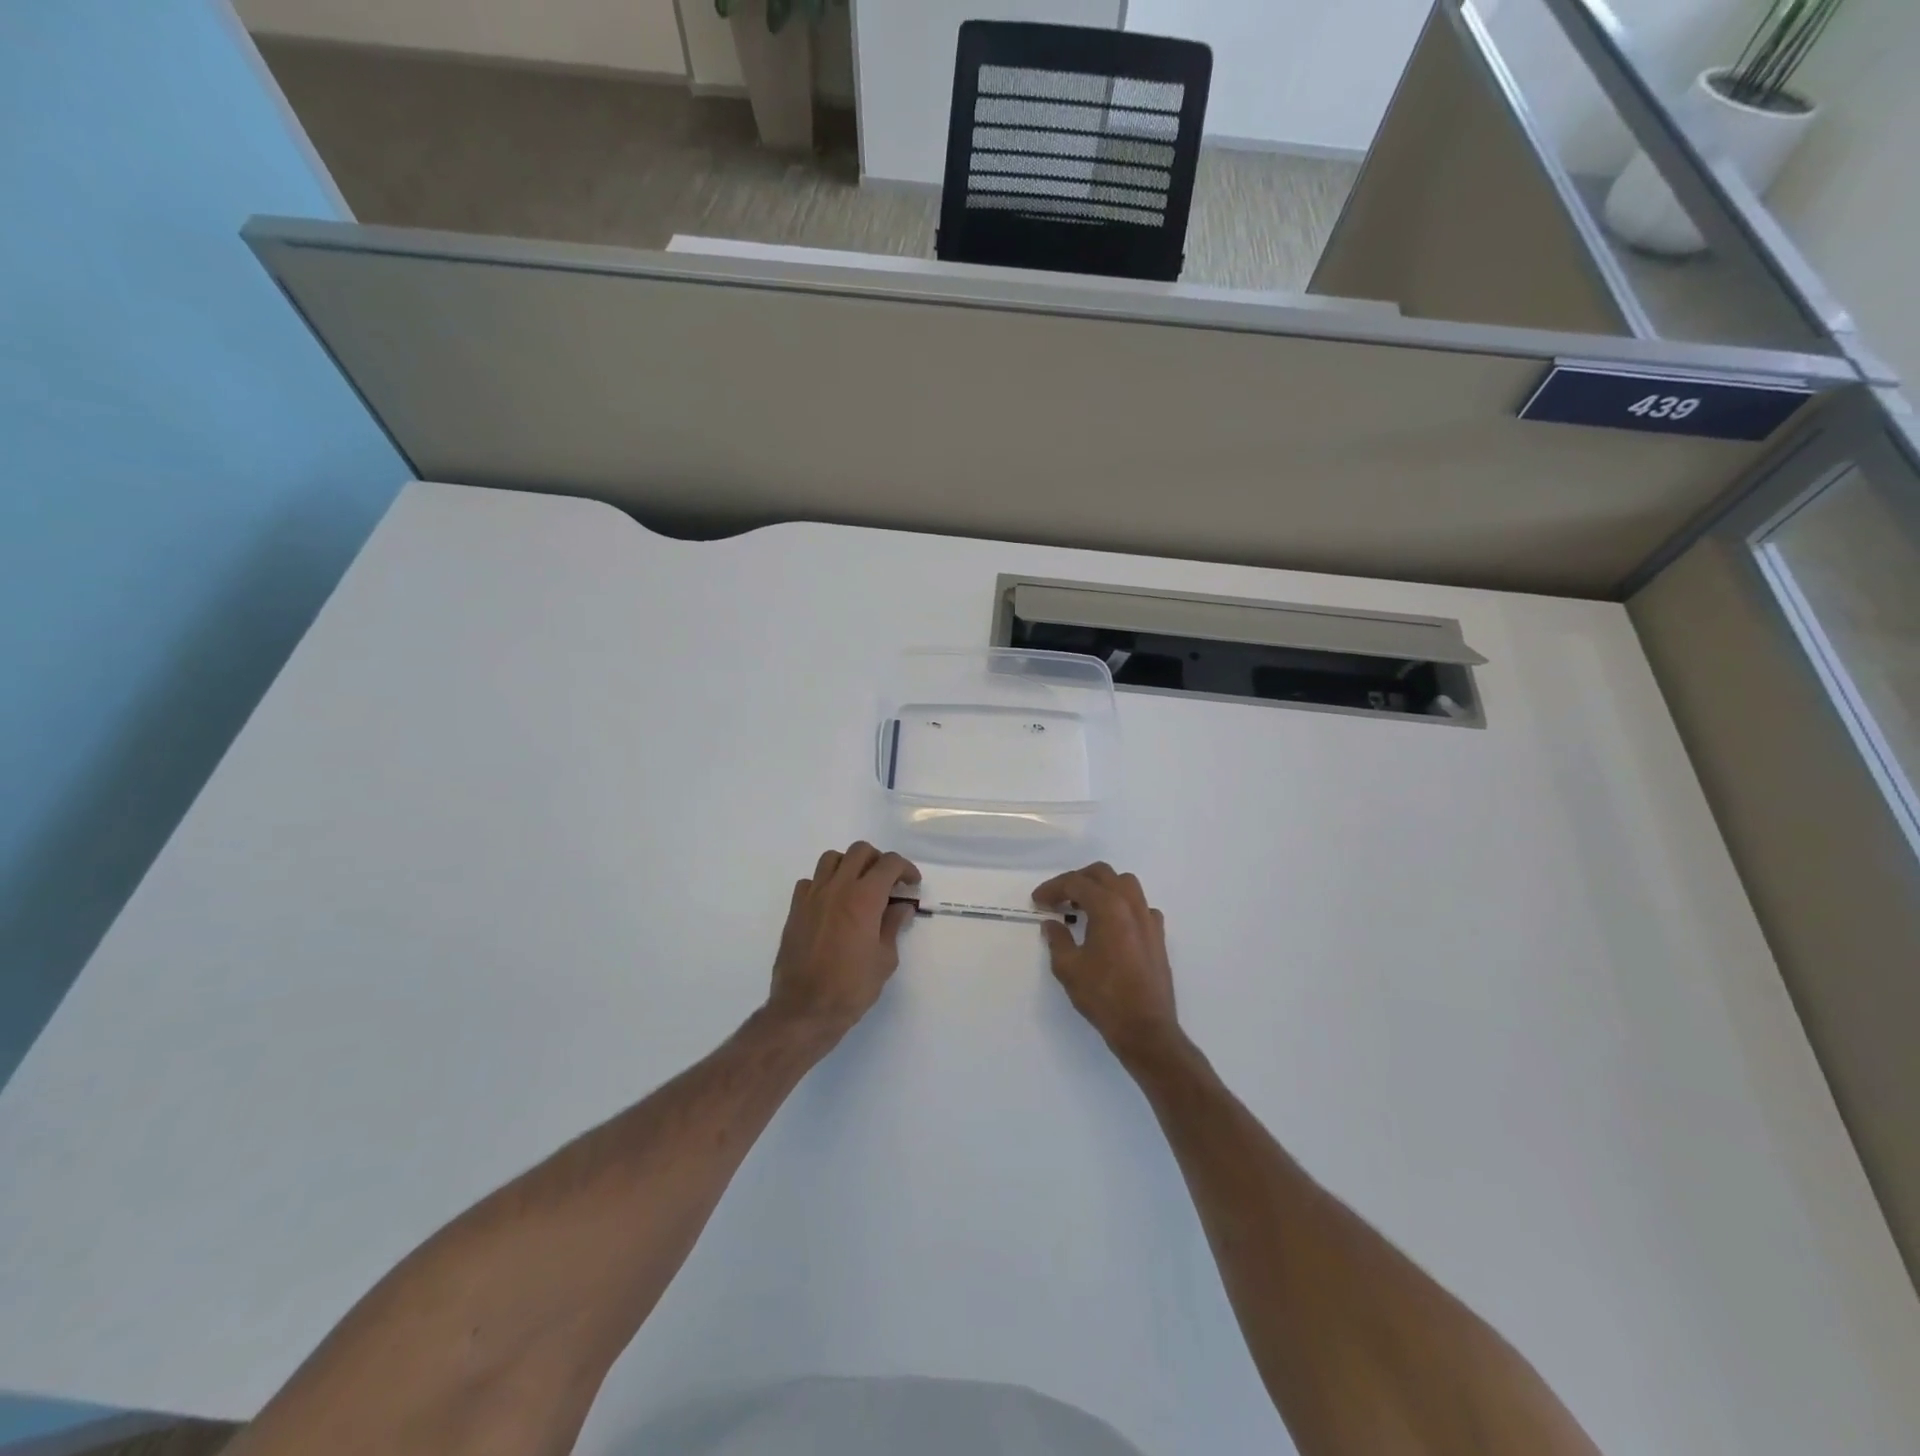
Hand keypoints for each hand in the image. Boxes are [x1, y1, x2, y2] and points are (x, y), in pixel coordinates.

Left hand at [766, 842, 919, 1034]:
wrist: (804, 1009)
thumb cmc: (851, 987)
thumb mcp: (885, 959)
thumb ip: (893, 926)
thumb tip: (901, 907)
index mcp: (864, 897)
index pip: (889, 864)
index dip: (905, 869)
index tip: (912, 883)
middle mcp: (837, 887)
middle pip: (860, 851)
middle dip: (879, 861)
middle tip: (888, 883)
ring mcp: (813, 896)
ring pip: (832, 859)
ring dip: (850, 865)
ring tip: (859, 887)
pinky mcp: (795, 909)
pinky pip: (811, 881)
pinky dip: (825, 883)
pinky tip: (832, 903)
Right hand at [1033, 863, 1181, 1060]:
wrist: (1145, 1028)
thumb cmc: (1103, 996)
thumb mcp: (1068, 968)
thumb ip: (1057, 939)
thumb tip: (1052, 924)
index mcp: (1109, 907)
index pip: (1076, 883)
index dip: (1053, 888)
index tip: (1038, 900)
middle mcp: (1132, 905)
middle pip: (1103, 874)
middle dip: (1077, 880)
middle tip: (1058, 898)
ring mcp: (1149, 919)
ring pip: (1125, 884)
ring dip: (1102, 888)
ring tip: (1084, 906)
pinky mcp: (1158, 936)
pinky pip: (1140, 906)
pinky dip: (1123, 906)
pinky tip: (1112, 926)